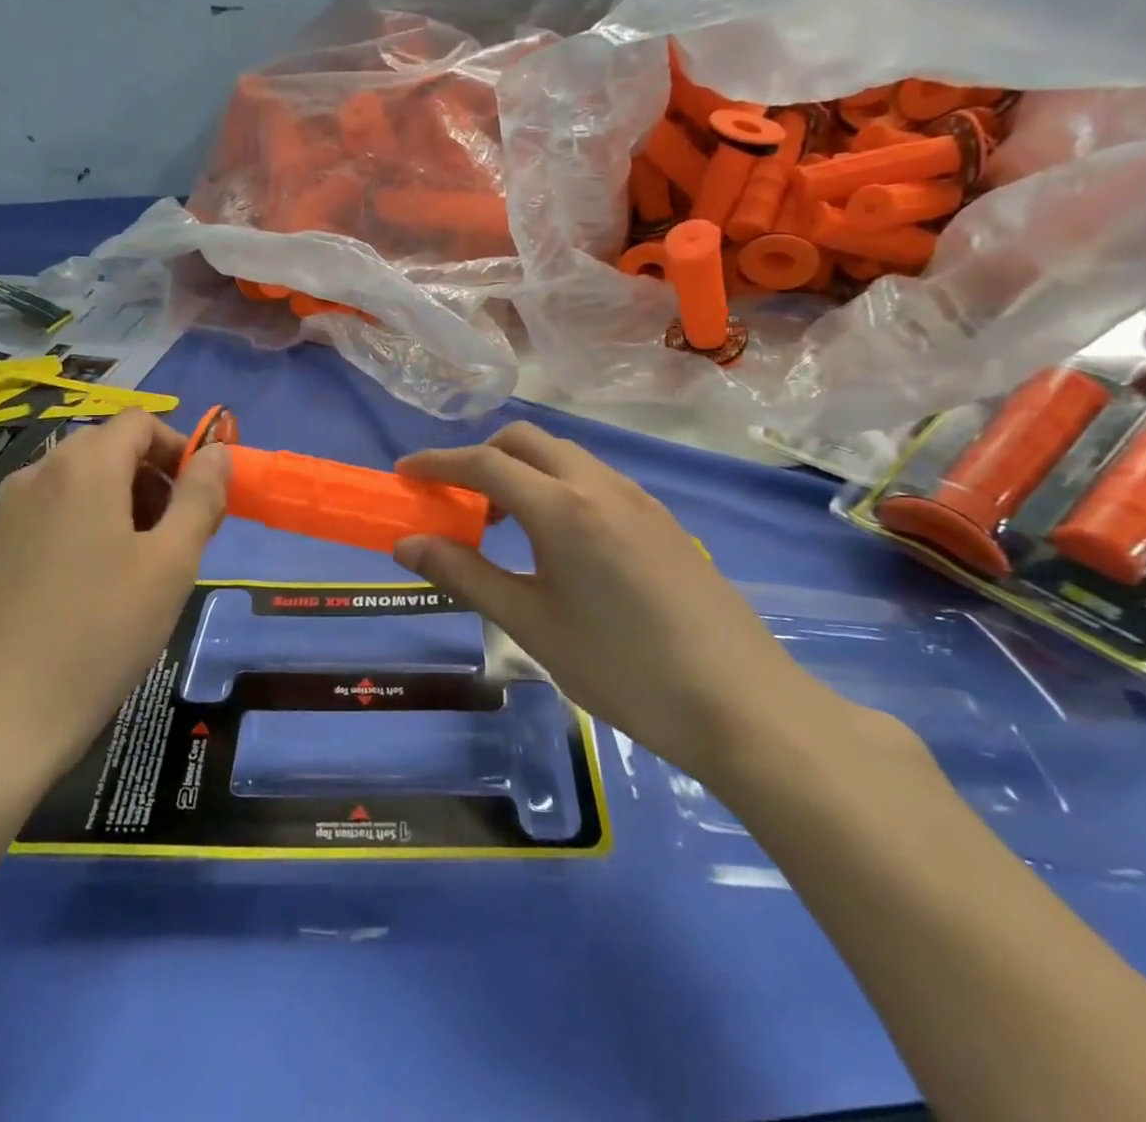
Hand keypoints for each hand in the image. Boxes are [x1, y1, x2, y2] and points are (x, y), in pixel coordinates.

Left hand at [0, 409, 230, 798]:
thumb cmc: (98, 634)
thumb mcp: (171, 564)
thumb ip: (201, 498)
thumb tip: (218, 452)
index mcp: (83, 467)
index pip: (140, 424)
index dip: (181, 450)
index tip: (203, 500)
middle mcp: (36, 476)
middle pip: (108, 451)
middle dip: (154, 481)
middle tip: (179, 539)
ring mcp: (4, 515)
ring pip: (78, 486)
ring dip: (122, 507)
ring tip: (141, 570)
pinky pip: (50, 517)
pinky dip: (85, 530)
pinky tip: (93, 592)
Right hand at [392, 422, 840, 783]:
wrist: (741, 704)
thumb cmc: (622, 668)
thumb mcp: (531, 624)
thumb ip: (465, 574)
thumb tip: (407, 544)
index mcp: (563, 507)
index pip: (484, 464)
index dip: (438, 463)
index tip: (404, 472)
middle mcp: (600, 485)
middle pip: (526, 441)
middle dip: (481, 457)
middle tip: (456, 501)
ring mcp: (638, 499)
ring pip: (564, 457)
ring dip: (522, 472)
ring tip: (504, 526)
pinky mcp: (661, 520)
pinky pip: (594, 480)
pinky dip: (557, 488)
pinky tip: (558, 543)